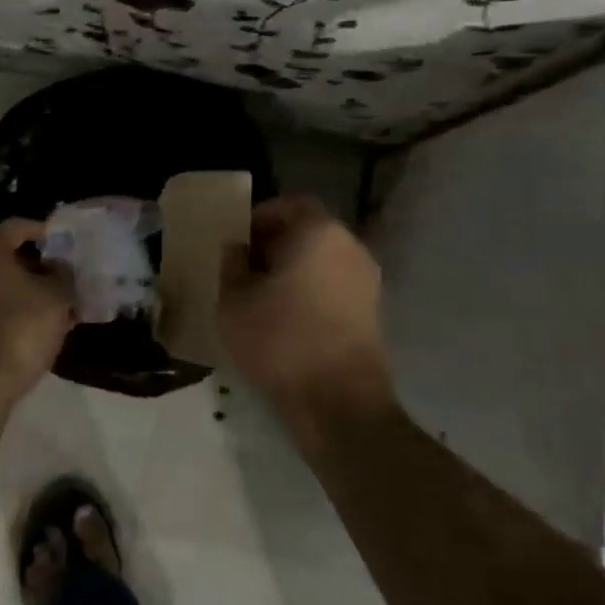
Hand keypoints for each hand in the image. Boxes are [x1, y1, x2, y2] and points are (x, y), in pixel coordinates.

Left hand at [0, 219, 74, 407]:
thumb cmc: (19, 330)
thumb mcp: (56, 298)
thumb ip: (63, 274)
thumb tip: (59, 268)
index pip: (17, 226)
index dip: (45, 232)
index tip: (68, 245)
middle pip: (4, 254)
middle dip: (38, 265)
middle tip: (65, 278)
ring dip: (25, 290)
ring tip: (56, 306)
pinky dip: (9, 308)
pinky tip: (34, 326)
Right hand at [218, 194, 393, 416]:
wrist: (340, 402)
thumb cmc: (280, 340)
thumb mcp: (234, 300)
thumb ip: (232, 264)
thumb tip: (238, 249)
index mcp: (319, 231)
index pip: (290, 203)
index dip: (261, 217)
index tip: (239, 242)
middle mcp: (350, 245)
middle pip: (309, 230)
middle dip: (276, 244)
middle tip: (247, 270)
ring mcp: (367, 279)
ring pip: (323, 259)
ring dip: (294, 269)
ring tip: (264, 297)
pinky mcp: (372, 311)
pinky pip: (335, 285)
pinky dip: (312, 291)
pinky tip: (289, 319)